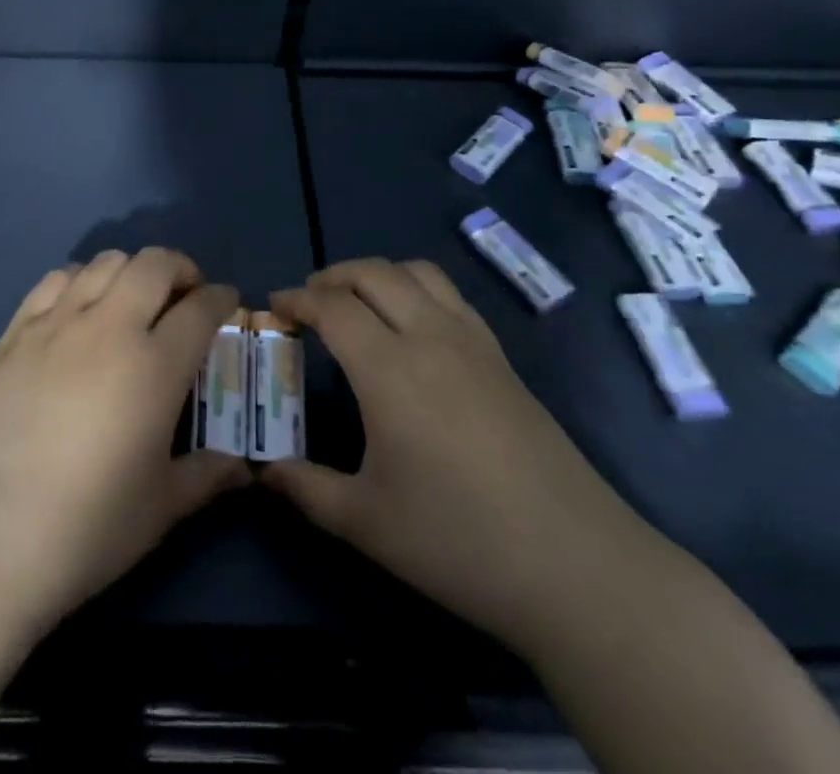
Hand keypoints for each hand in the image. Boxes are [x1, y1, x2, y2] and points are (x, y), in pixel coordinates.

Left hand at [0, 248, 248, 636]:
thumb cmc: (85, 528)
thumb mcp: (160, 509)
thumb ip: (207, 477)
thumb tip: (242, 467)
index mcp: (155, 365)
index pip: (201, 308)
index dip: (221, 298)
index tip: (227, 303)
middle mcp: (109, 327)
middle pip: (154, 264)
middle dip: (180, 269)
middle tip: (184, 296)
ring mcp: (57, 322)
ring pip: (105, 262)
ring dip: (131, 270)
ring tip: (133, 300)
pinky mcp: (16, 330)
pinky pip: (56, 278)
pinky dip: (80, 279)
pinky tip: (80, 307)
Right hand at [261, 258, 636, 640]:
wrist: (576, 565)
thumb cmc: (458, 541)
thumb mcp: (367, 523)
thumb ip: (306, 489)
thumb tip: (263, 472)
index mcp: (389, 368)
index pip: (332, 306)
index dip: (297, 299)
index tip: (274, 306)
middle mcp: (429, 336)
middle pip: (373, 273)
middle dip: (333, 276)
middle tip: (309, 301)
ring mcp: (472, 342)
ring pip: (417, 272)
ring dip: (378, 274)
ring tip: (358, 302)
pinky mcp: (502, 358)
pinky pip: (450, 296)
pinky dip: (416, 289)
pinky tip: (412, 328)